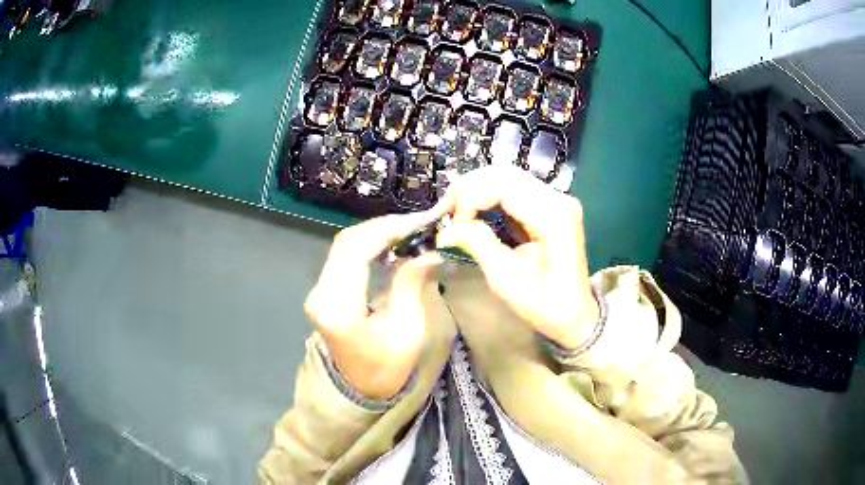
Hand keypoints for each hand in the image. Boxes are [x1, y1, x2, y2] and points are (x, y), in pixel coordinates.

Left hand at [305, 212, 443, 399]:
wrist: (359, 388)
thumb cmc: (387, 368)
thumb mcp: (408, 331)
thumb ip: (412, 285)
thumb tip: (431, 250)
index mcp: (340, 308)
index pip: (358, 251)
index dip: (390, 228)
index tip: (421, 220)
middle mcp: (321, 293)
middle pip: (348, 241)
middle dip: (385, 225)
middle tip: (419, 223)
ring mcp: (317, 290)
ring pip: (344, 244)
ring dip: (376, 231)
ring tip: (409, 229)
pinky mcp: (322, 290)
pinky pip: (343, 255)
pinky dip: (368, 243)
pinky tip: (391, 241)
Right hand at [435, 166, 599, 350]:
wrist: (574, 316)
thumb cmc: (544, 305)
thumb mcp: (506, 280)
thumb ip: (478, 245)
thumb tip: (446, 230)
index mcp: (552, 215)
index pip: (502, 185)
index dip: (470, 199)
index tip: (453, 226)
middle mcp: (558, 198)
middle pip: (504, 174)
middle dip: (469, 189)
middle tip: (445, 212)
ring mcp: (557, 200)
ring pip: (508, 178)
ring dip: (478, 191)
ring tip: (456, 212)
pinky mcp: (551, 207)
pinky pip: (515, 190)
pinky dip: (490, 197)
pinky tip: (475, 212)